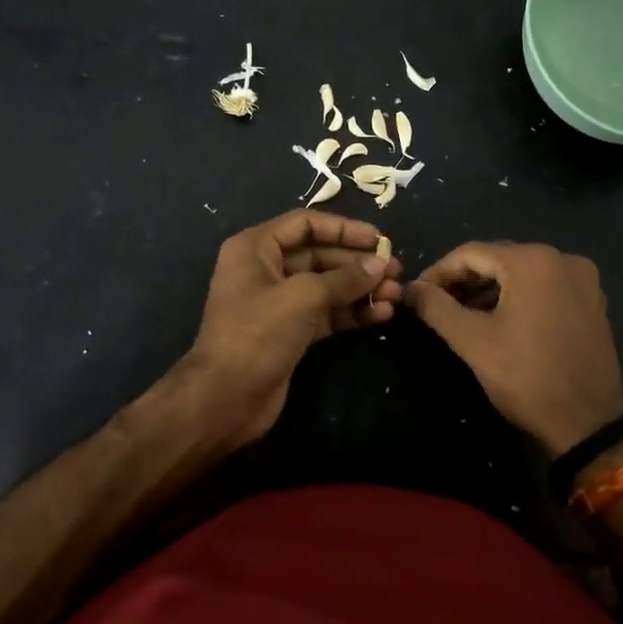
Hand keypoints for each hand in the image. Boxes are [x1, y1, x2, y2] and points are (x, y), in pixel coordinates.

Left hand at [186, 210, 401, 449]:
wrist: (226, 398)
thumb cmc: (257, 333)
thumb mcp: (302, 297)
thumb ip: (344, 278)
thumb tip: (380, 264)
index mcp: (255, 248)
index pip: (305, 224)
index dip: (343, 228)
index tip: (378, 239)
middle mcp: (265, 269)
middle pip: (319, 255)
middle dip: (357, 263)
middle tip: (396, 270)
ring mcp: (278, 303)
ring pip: (326, 286)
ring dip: (360, 289)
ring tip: (396, 294)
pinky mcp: (291, 332)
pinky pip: (326, 313)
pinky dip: (351, 312)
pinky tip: (381, 315)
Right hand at [406, 242, 622, 455]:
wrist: (588, 426)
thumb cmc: (525, 377)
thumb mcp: (472, 341)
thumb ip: (436, 307)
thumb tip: (411, 288)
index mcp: (533, 261)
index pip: (470, 253)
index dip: (438, 272)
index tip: (417, 294)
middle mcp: (562, 259)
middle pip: (498, 259)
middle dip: (464, 280)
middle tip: (436, 305)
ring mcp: (583, 280)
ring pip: (521, 273)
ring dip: (489, 289)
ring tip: (463, 315)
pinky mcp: (592, 302)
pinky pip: (544, 286)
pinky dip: (518, 296)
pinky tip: (499, 320)